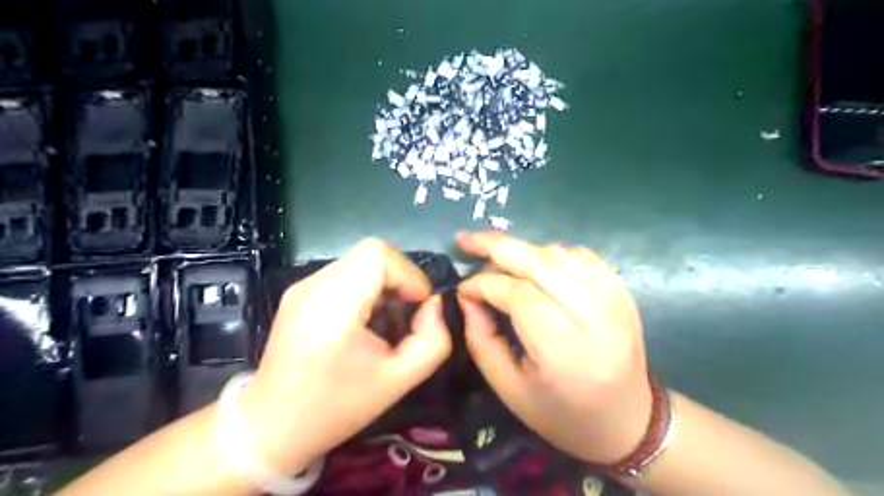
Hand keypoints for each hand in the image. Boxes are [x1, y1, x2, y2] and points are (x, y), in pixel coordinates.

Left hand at [240, 238, 448, 474]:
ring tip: (386, 323)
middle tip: (406, 316)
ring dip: (383, 286)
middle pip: (371, 254)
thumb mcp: (399, 380)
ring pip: (359, 263)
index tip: (418, 307)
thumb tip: (433, 305)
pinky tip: (364, 324)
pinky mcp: (299, 294)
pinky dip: (365, 291)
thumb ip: (433, 340)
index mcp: (333, 303)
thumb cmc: (336, 407)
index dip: (408, 274)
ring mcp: (302, 287)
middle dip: (399, 280)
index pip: (378, 253)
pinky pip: (344, 276)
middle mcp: (313, 284)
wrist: (271, 427)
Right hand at [460, 231, 651, 462]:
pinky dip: (550, 253)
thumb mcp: (507, 387)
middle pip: (540, 263)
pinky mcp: (622, 291)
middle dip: (496, 245)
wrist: (627, 420)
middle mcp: (595, 318)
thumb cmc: (561, 413)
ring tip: (497, 260)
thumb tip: (467, 295)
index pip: (519, 295)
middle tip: (466, 240)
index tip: (463, 288)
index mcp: (565, 352)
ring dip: (522, 250)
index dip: (484, 284)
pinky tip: (534, 264)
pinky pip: (580, 255)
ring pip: (559, 253)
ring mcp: (615, 299)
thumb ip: (480, 338)